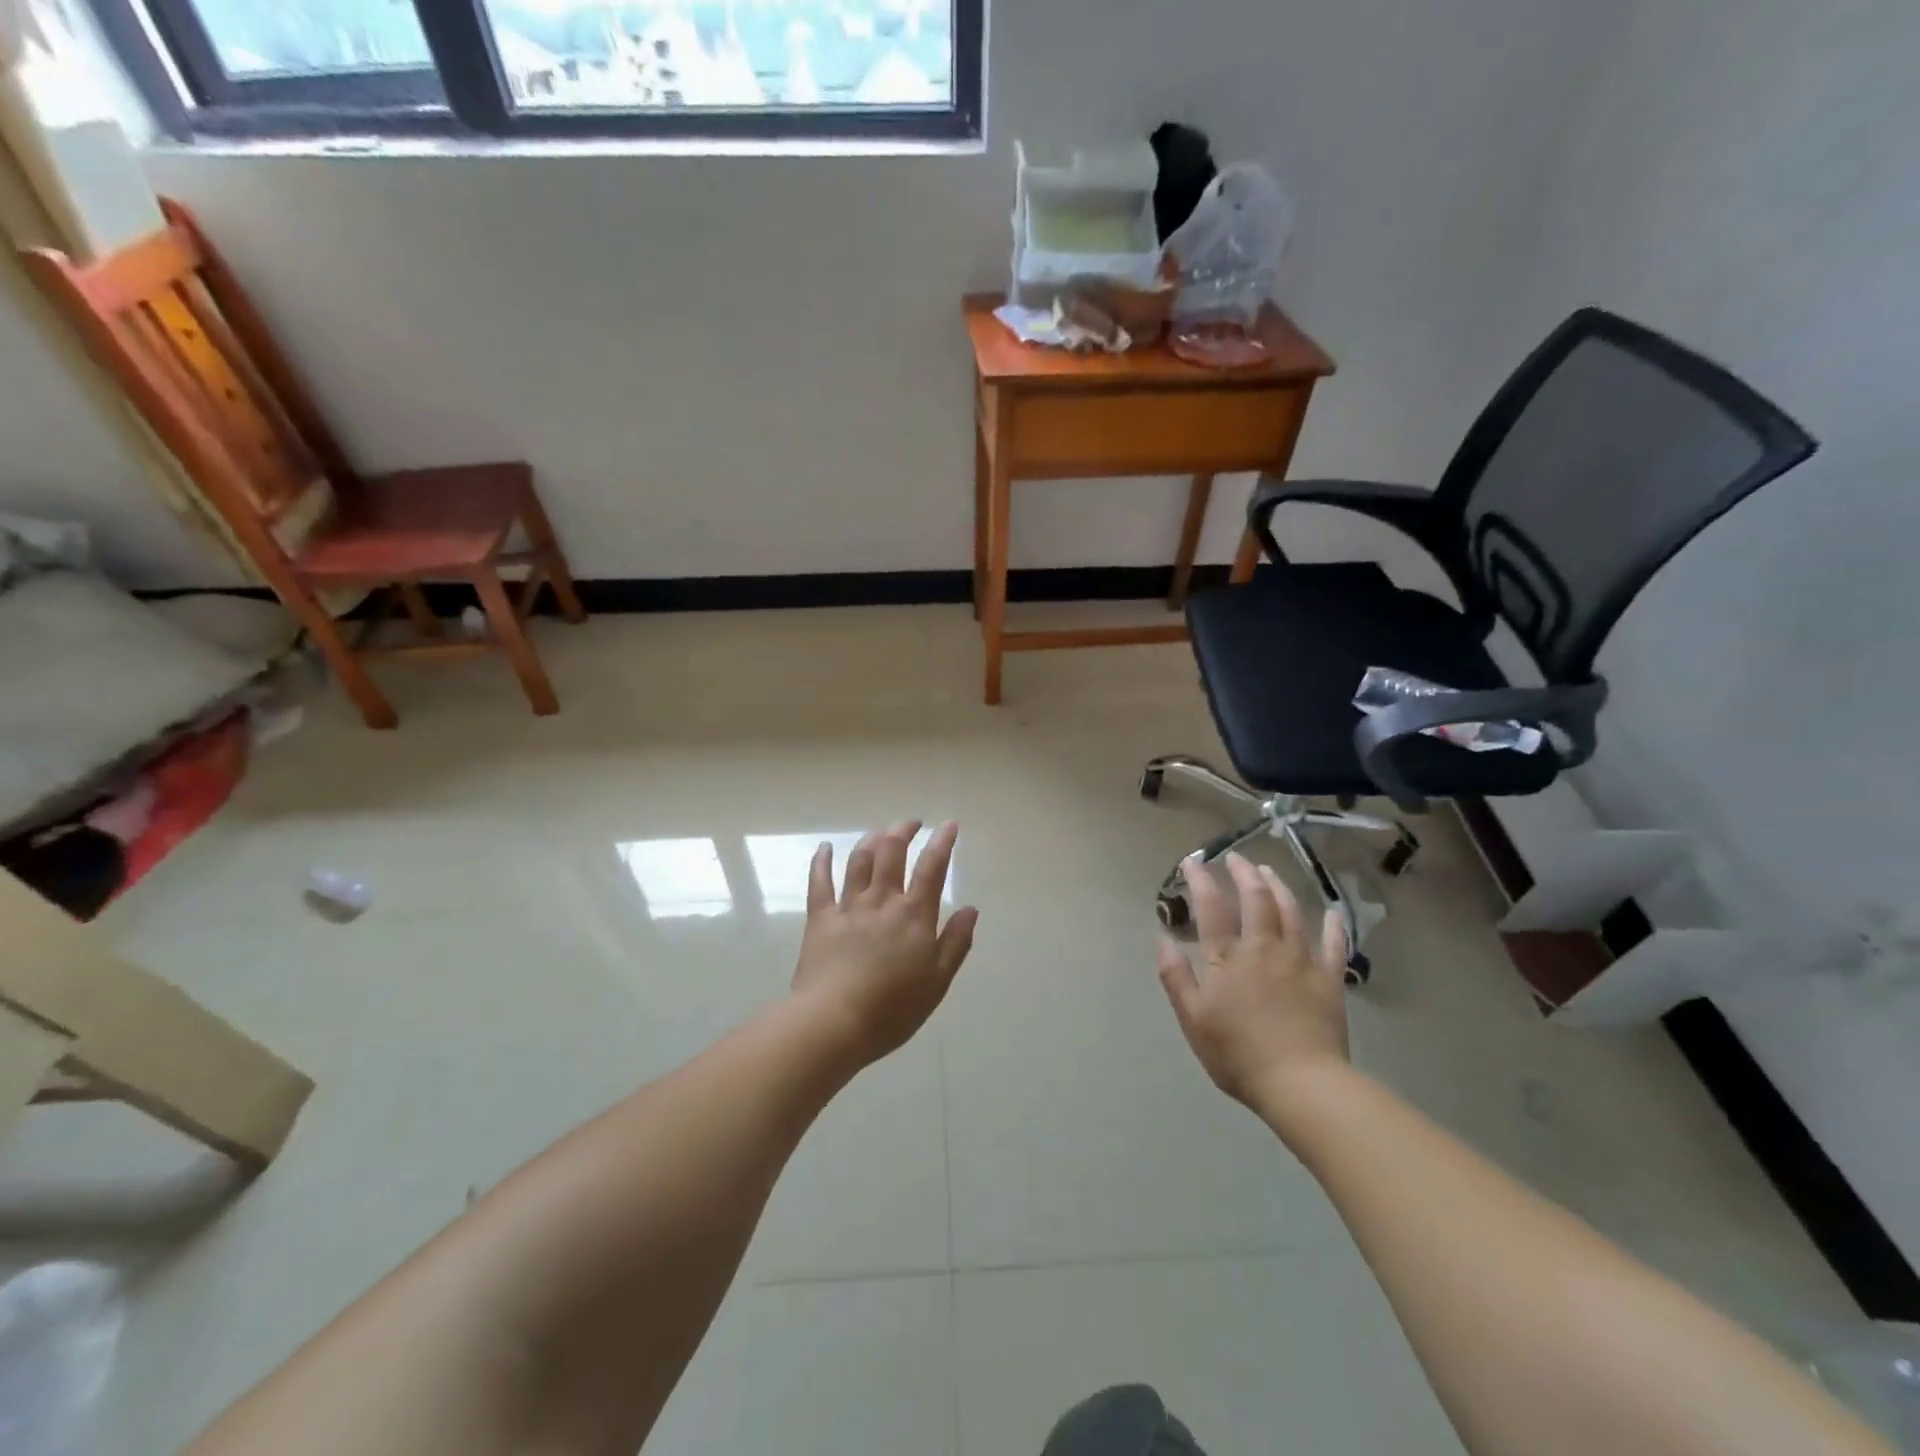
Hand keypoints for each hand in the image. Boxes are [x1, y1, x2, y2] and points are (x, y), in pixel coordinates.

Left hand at [792, 821, 978, 1064]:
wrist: (833, 1023)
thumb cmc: (892, 1009)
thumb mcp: (937, 982)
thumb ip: (956, 942)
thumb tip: (970, 908)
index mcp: (913, 916)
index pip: (931, 868)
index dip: (942, 842)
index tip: (949, 824)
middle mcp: (882, 901)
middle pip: (892, 852)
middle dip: (903, 831)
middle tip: (912, 823)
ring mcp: (848, 907)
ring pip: (860, 860)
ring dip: (872, 840)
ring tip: (880, 832)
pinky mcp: (820, 918)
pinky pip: (819, 882)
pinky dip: (822, 861)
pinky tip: (825, 847)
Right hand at [1156, 853, 1350, 1113]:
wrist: (1300, 1084)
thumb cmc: (1237, 1054)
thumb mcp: (1193, 1019)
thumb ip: (1176, 976)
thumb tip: (1163, 938)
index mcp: (1228, 958)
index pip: (1212, 907)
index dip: (1201, 880)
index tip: (1192, 862)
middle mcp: (1264, 948)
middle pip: (1255, 899)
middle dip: (1244, 873)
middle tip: (1236, 859)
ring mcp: (1300, 961)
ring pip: (1291, 913)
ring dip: (1279, 887)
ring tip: (1269, 872)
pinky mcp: (1329, 979)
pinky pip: (1332, 945)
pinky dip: (1333, 926)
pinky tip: (1332, 912)